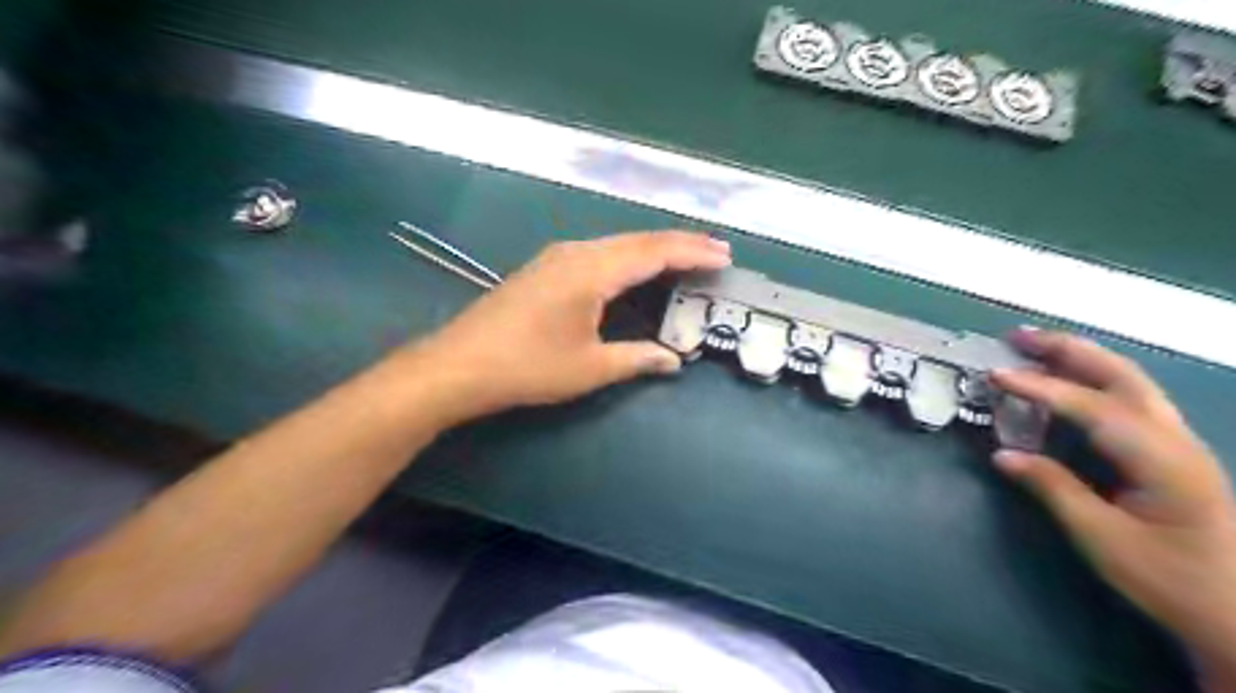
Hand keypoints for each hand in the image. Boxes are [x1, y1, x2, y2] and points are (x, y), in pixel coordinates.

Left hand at [407, 229, 731, 421]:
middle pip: (638, 240)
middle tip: (715, 251)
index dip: (692, 253)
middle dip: (680, 244)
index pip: (654, 252)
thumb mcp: (589, 368)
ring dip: (654, 248)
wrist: (460, 365)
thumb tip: (673, 361)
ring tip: (686, 257)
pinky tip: (636, 268)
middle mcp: (577, 252)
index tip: (724, 255)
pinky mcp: (545, 267)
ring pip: (618, 243)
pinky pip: (599, 252)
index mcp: (592, 271)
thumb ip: (636, 359)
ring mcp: (557, 256)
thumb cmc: (528, 367)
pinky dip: (628, 257)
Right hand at [993, 331, 1235, 688]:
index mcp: (1162, 460)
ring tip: (1034, 348)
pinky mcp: (1171, 452)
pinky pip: (1127, 399)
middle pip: (1121, 375)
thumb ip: (1053, 489)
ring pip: (1129, 381)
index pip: (1093, 407)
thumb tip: (1003, 454)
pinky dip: (1090, 379)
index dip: (1041, 387)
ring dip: (1080, 358)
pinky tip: (1065, 383)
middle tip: (1017, 336)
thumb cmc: (1173, 580)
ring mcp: (1177, 442)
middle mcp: (1175, 439)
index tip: (996, 375)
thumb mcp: (1104, 540)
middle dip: (1068, 349)